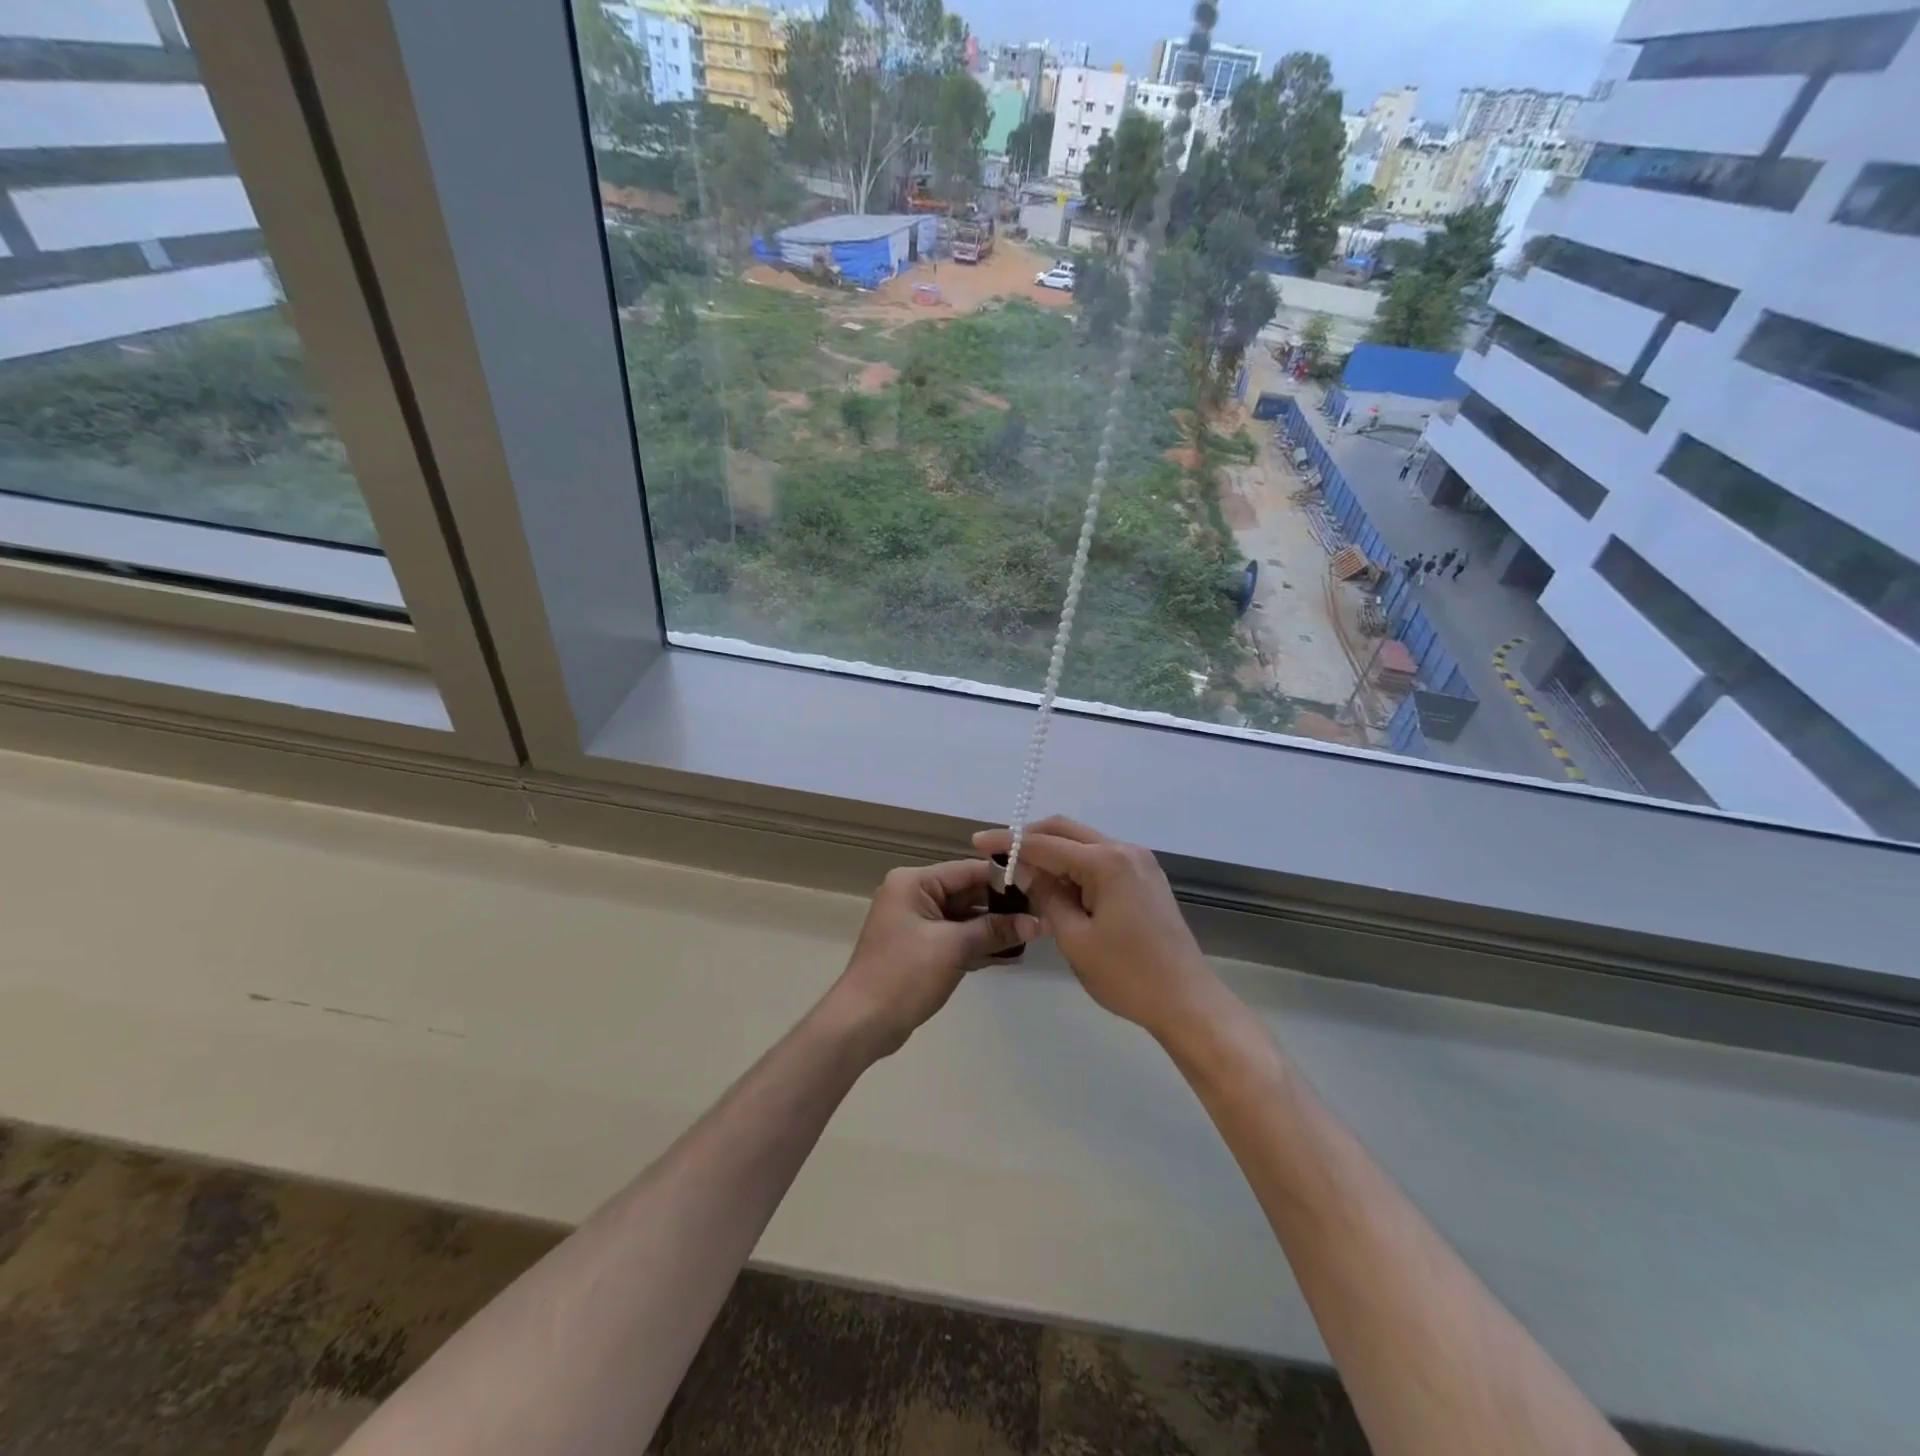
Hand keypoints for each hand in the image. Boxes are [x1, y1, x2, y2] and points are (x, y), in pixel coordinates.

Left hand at [825, 860, 1041, 1059]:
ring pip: (965, 917)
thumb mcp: (953, 948)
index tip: (1040, 887)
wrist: (862, 1023)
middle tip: (1042, 913)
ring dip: (994, 928)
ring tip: (1034, 934)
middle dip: (1002, 906)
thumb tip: (1038, 923)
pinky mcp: (921, 948)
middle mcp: (914, 894)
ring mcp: (917, 922)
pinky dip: (979, 944)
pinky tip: (1012, 954)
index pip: (968, 870)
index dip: (1004, 878)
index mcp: (914, 882)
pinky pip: (957, 937)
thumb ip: (995, 931)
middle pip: (967, 892)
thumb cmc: (904, 975)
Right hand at [971, 817, 1220, 1038]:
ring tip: (1022, 872)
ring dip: (1052, 851)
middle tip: (998, 854)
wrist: (1187, 1001)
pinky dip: (1074, 864)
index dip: (1009, 842)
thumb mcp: (1075, 938)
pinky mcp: (1145, 877)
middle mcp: (1124, 850)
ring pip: (1083, 842)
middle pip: (1066, 830)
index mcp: (1107, 862)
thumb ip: (1047, 895)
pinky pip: (1100, 858)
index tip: (978, 841)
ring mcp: (1139, 862)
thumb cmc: (1127, 975)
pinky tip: (1057, 884)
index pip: (1045, 844)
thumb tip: (1023, 868)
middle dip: (1030, 838)